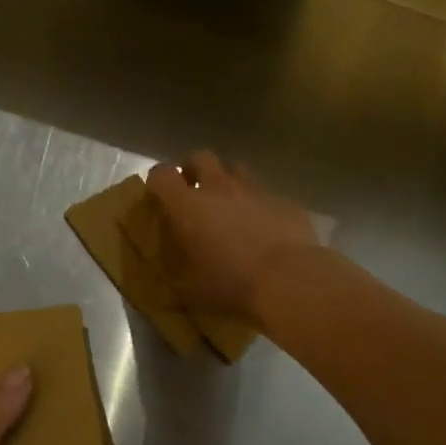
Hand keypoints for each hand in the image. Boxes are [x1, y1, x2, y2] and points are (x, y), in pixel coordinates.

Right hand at [146, 151, 318, 324]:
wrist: (289, 281)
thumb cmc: (230, 284)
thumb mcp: (190, 287)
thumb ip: (176, 270)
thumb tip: (169, 271)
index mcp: (188, 206)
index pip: (162, 176)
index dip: (156, 180)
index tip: (156, 193)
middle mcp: (219, 188)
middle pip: (201, 157)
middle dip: (192, 168)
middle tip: (191, 188)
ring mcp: (255, 191)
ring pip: (236, 169)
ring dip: (226, 180)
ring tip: (227, 203)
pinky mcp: (284, 202)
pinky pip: (265, 195)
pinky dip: (258, 204)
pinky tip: (263, 227)